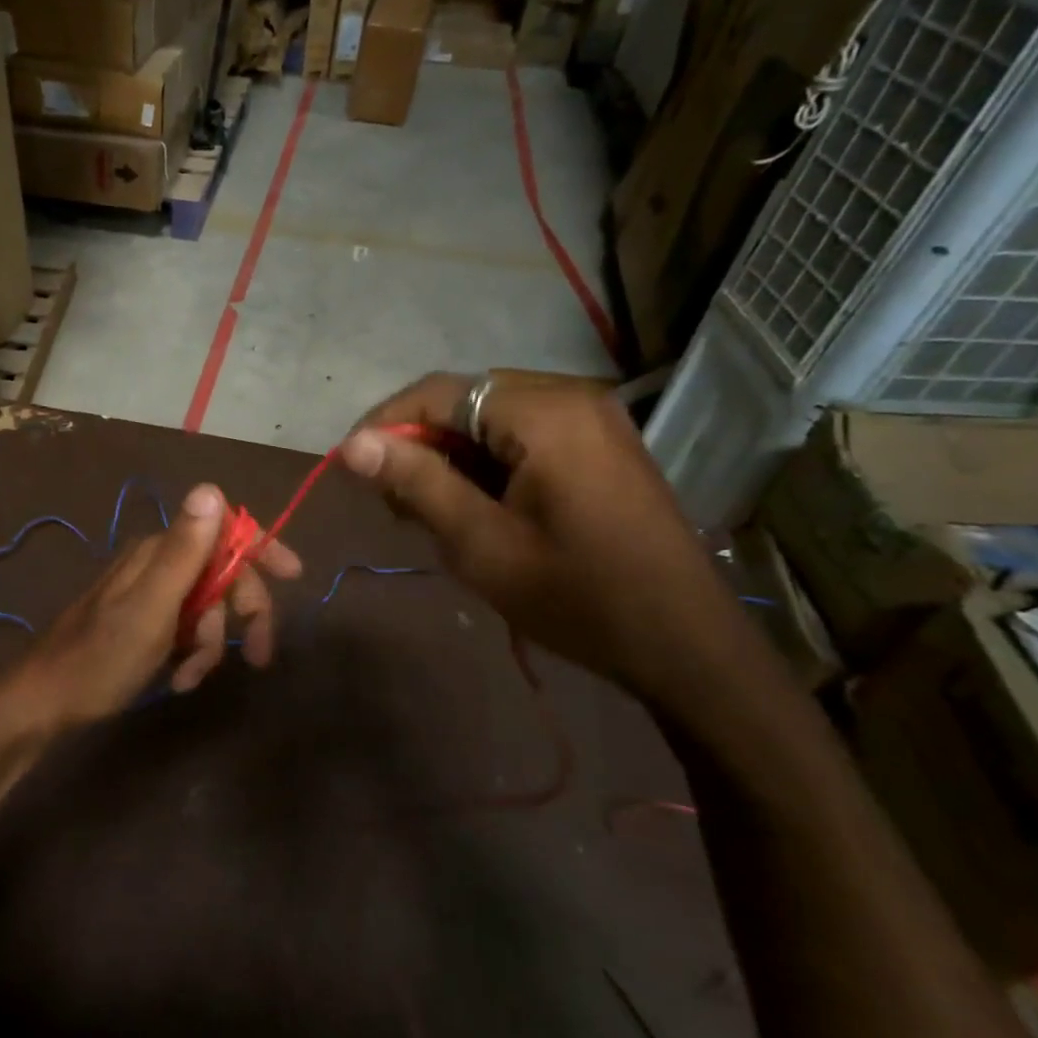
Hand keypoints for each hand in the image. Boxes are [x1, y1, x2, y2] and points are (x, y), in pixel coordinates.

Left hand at [7, 483, 302, 727]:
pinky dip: (192, 655)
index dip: (261, 549)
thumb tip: (212, 488)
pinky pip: (187, 630)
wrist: (47, 700)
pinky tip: (177, 679)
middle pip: (222, 575)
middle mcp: (158, 563)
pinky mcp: (145, 622)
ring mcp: (151, 594)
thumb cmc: (102, 656)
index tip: (294, 576)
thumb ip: (185, 551)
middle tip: (258, 656)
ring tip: (189, 678)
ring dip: (211, 646)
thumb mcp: (152, 606)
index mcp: (160, 551)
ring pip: (208, 609)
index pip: (224, 532)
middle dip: (242, 615)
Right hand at [341, 373, 762, 705]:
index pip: (439, 391)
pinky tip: (475, 506)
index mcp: (544, 413)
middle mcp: (571, 398)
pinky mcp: (601, 446)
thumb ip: (416, 482)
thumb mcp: (481, 544)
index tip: (350, 465)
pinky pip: (523, 434)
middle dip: (419, 442)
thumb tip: (353, 443)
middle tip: (393, 500)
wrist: (686, 647)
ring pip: (491, 418)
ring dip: (451, 454)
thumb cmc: (577, 596)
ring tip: (429, 510)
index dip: (385, 422)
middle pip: (465, 399)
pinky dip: (486, 462)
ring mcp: (593, 420)